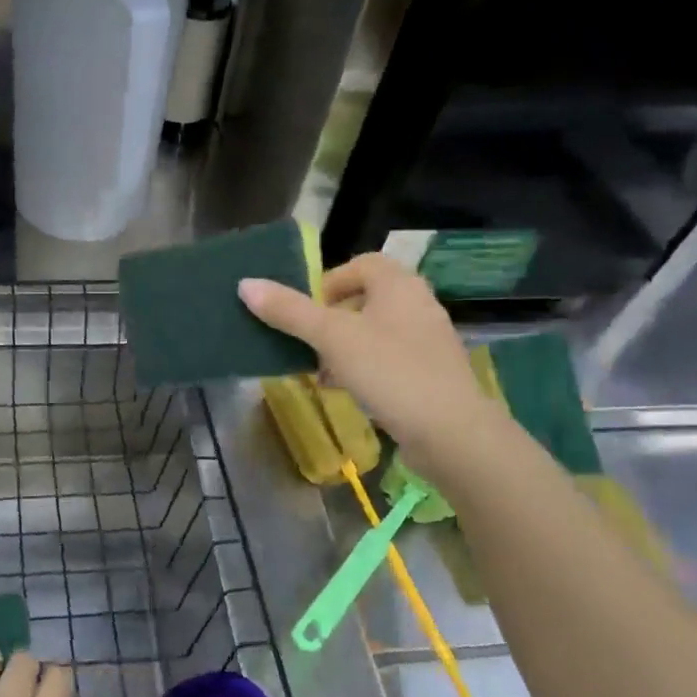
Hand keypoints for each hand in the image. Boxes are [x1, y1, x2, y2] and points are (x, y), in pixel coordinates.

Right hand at [239, 252, 503, 477]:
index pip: (360, 264)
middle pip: (365, 299)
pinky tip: (344, 391)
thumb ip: (289, 311)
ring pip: (374, 332)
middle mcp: (418, 304)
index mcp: (399, 285)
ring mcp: (427, 341)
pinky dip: (362, 368)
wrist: (451, 432)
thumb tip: (245, 284)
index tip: (305, 310)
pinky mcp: (429, 374)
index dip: (328, 281)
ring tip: (319, 371)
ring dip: (342, 347)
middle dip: (330, 320)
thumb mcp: (331, 338)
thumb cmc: (390, 371)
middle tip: (306, 342)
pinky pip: (387, 360)